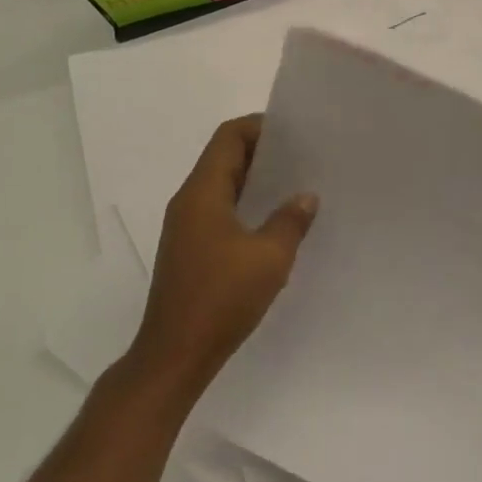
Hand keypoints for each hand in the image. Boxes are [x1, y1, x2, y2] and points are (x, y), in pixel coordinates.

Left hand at [128, 115, 317, 390]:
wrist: (175, 355)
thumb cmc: (222, 298)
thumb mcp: (269, 257)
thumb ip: (290, 220)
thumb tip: (305, 197)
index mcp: (202, 193)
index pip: (229, 138)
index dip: (260, 127)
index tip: (296, 132)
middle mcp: (189, 203)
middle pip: (225, 159)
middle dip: (263, 153)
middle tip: (305, 157)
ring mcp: (187, 228)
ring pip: (223, 187)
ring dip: (256, 182)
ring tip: (296, 186)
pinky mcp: (191, 251)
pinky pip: (221, 212)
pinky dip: (247, 207)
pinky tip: (275, 225)